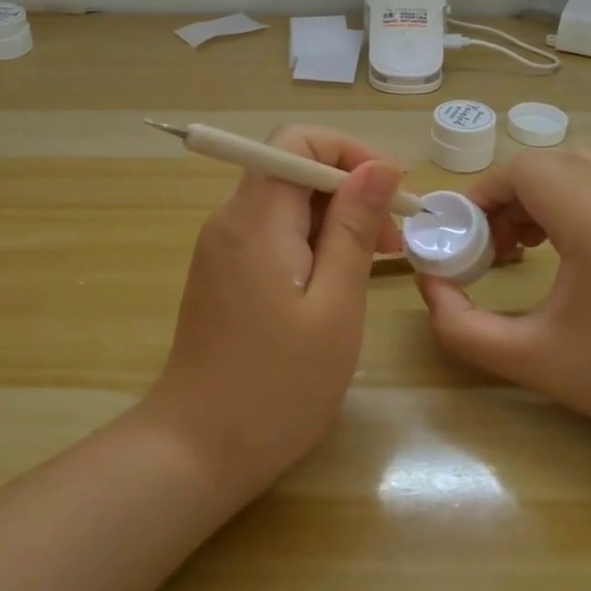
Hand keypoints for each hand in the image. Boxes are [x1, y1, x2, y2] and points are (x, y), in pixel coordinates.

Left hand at [144, 126, 406, 497]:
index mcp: (255, 220)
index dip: (350, 152)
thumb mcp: (335, 306)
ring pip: (285, 203)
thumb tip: (379, 166)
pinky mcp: (223, 274)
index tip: (393, 192)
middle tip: (393, 242)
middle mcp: (230, 221)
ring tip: (374, 265)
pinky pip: (272, 235)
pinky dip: (311, 243)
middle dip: (349, 191)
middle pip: (292, 170)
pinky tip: (336, 283)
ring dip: (334, 220)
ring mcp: (221, 248)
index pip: (297, 140)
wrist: (197, 450)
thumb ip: (354, 229)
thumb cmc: (277, 386)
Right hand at [416, 144, 590, 448]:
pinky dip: (570, 192)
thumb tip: (429, 284)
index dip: (484, 192)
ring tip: (523, 241)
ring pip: (578, 162)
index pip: (526, 170)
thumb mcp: (527, 360)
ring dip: (539, 189)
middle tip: (492, 243)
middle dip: (507, 192)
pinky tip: (561, 242)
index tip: (465, 233)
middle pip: (549, 160)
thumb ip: (460, 325)